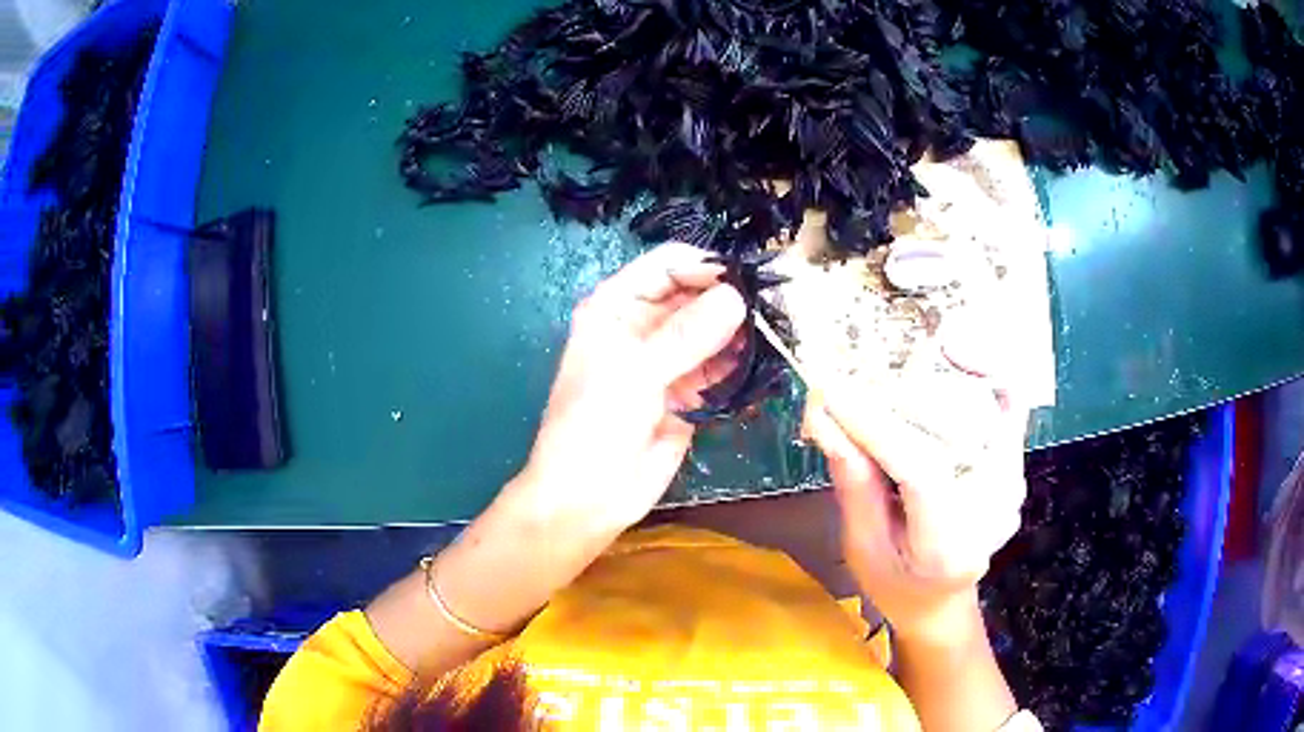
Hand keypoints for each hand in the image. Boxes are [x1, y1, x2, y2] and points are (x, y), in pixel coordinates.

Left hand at [509, 242, 746, 540]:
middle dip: (730, 299)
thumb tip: (737, 298)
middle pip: (694, 296)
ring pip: (712, 332)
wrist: (587, 498)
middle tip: (774, 307)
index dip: (704, 267)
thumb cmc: (592, 426)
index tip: (747, 279)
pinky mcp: (688, 393)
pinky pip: (720, 369)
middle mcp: (643, 327)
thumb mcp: (634, 374)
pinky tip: (764, 365)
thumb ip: (685, 335)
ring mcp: (667, 361)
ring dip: (741, 332)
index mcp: (616, 308)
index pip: (666, 267)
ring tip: (776, 333)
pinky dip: (740, 366)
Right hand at [803, 314, 1028, 641]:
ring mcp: (1011, 483)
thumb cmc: (896, 586)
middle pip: (955, 428)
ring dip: (942, 374)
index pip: (920, 470)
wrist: (943, 601)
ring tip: (895, 360)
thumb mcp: (861, 548)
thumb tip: (822, 417)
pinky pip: (1008, 403)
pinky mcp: (1015, 464)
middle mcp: (993, 509)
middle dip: (898, 392)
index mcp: (949, 547)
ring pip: (988, 404)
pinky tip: (952, 357)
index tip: (829, 389)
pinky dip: (982, 373)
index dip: (875, 423)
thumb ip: (852, 484)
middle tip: (850, 373)